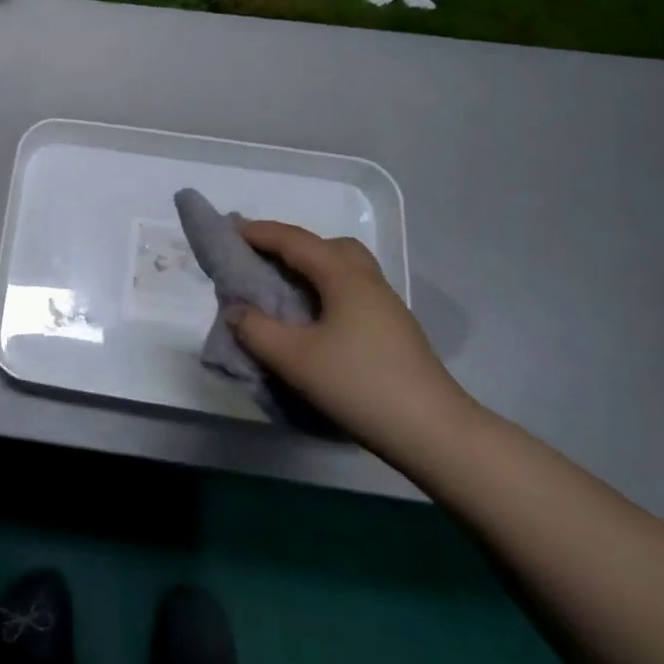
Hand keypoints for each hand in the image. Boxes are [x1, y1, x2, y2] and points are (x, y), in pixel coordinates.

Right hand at [229, 222, 471, 454]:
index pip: (294, 241)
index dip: (259, 233)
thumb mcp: (294, 359)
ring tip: (283, 286)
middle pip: (327, 246)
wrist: (434, 434)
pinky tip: (313, 318)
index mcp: (344, 276)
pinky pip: (351, 291)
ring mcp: (386, 306)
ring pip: (344, 269)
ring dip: (311, 267)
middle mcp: (368, 281)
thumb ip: (256, 330)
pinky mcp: (393, 330)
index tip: (228, 230)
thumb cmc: (360, 385)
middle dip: (290, 244)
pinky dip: (325, 289)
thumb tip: (235, 310)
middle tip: (260, 257)